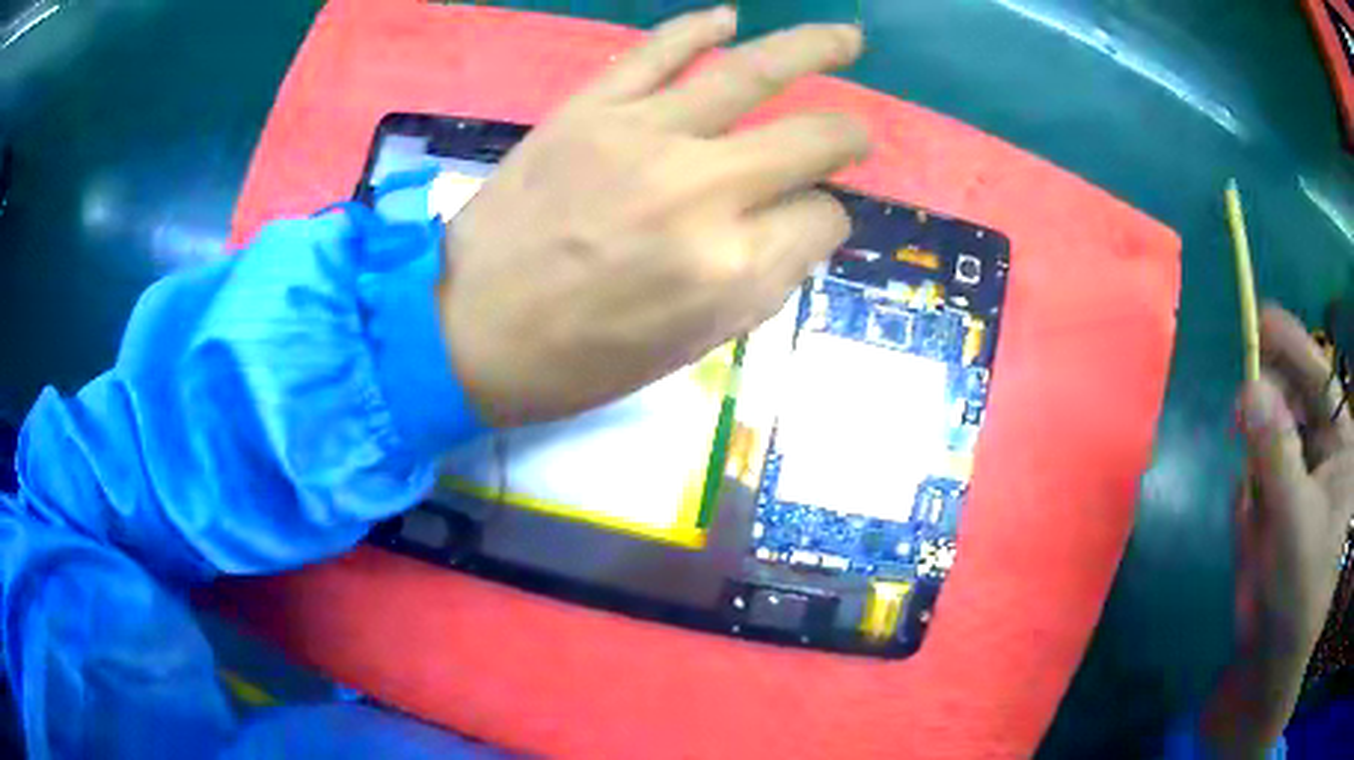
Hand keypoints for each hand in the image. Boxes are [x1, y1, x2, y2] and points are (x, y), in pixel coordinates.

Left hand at [436, 7, 870, 425]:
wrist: (467, 330)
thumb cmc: (579, 359)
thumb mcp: (691, 345)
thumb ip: (762, 278)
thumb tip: (801, 220)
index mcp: (730, 268)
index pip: (820, 220)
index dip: (826, 222)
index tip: (809, 224)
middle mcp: (702, 191)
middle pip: (810, 142)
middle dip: (849, 137)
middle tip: (860, 133)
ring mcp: (644, 138)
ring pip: (751, 75)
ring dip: (812, 50)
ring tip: (847, 37)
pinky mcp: (590, 110)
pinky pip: (657, 51)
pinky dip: (698, 29)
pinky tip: (730, 18)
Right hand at [1202, 306, 1353, 754]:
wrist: (1275, 659)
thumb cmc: (1301, 591)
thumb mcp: (1293, 523)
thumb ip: (1275, 454)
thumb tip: (1250, 386)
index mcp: (1342, 447)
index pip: (1321, 380)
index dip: (1294, 347)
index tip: (1259, 319)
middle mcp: (1324, 452)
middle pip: (1293, 404)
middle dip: (1268, 415)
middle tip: (1241, 421)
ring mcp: (1300, 478)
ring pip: (1269, 442)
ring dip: (1257, 471)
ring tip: (1257, 521)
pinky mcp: (1277, 503)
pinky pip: (1256, 479)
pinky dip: (1250, 502)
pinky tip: (1254, 536)